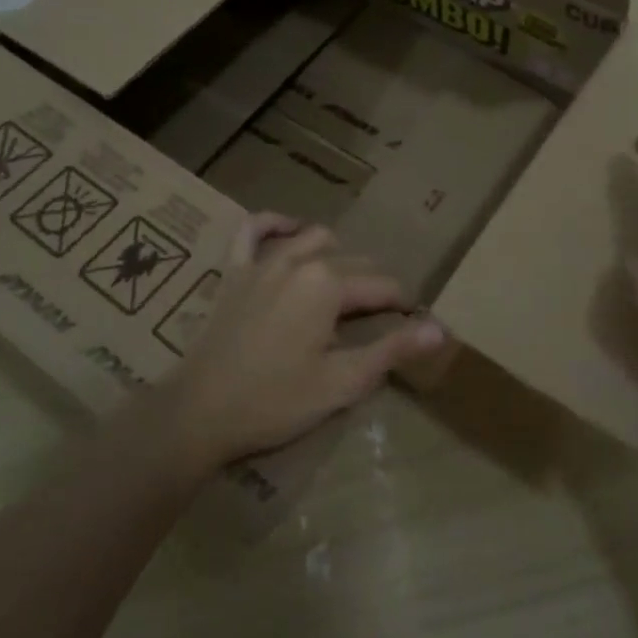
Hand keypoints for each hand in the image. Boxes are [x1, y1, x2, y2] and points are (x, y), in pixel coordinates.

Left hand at [162, 215, 448, 468]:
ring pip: (312, 239)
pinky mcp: (234, 270)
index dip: (402, 304)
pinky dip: (274, 224)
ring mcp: (263, 261)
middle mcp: (300, 260)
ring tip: (345, 280)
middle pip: (352, 262)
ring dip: (336, 254)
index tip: (412, 321)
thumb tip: (440, 329)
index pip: (381, 286)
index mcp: (329, 285)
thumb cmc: (274, 402)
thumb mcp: (342, 383)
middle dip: (373, 284)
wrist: (198, 413)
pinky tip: (289, 228)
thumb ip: (392, 350)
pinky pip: (253, 230)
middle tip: (380, 316)